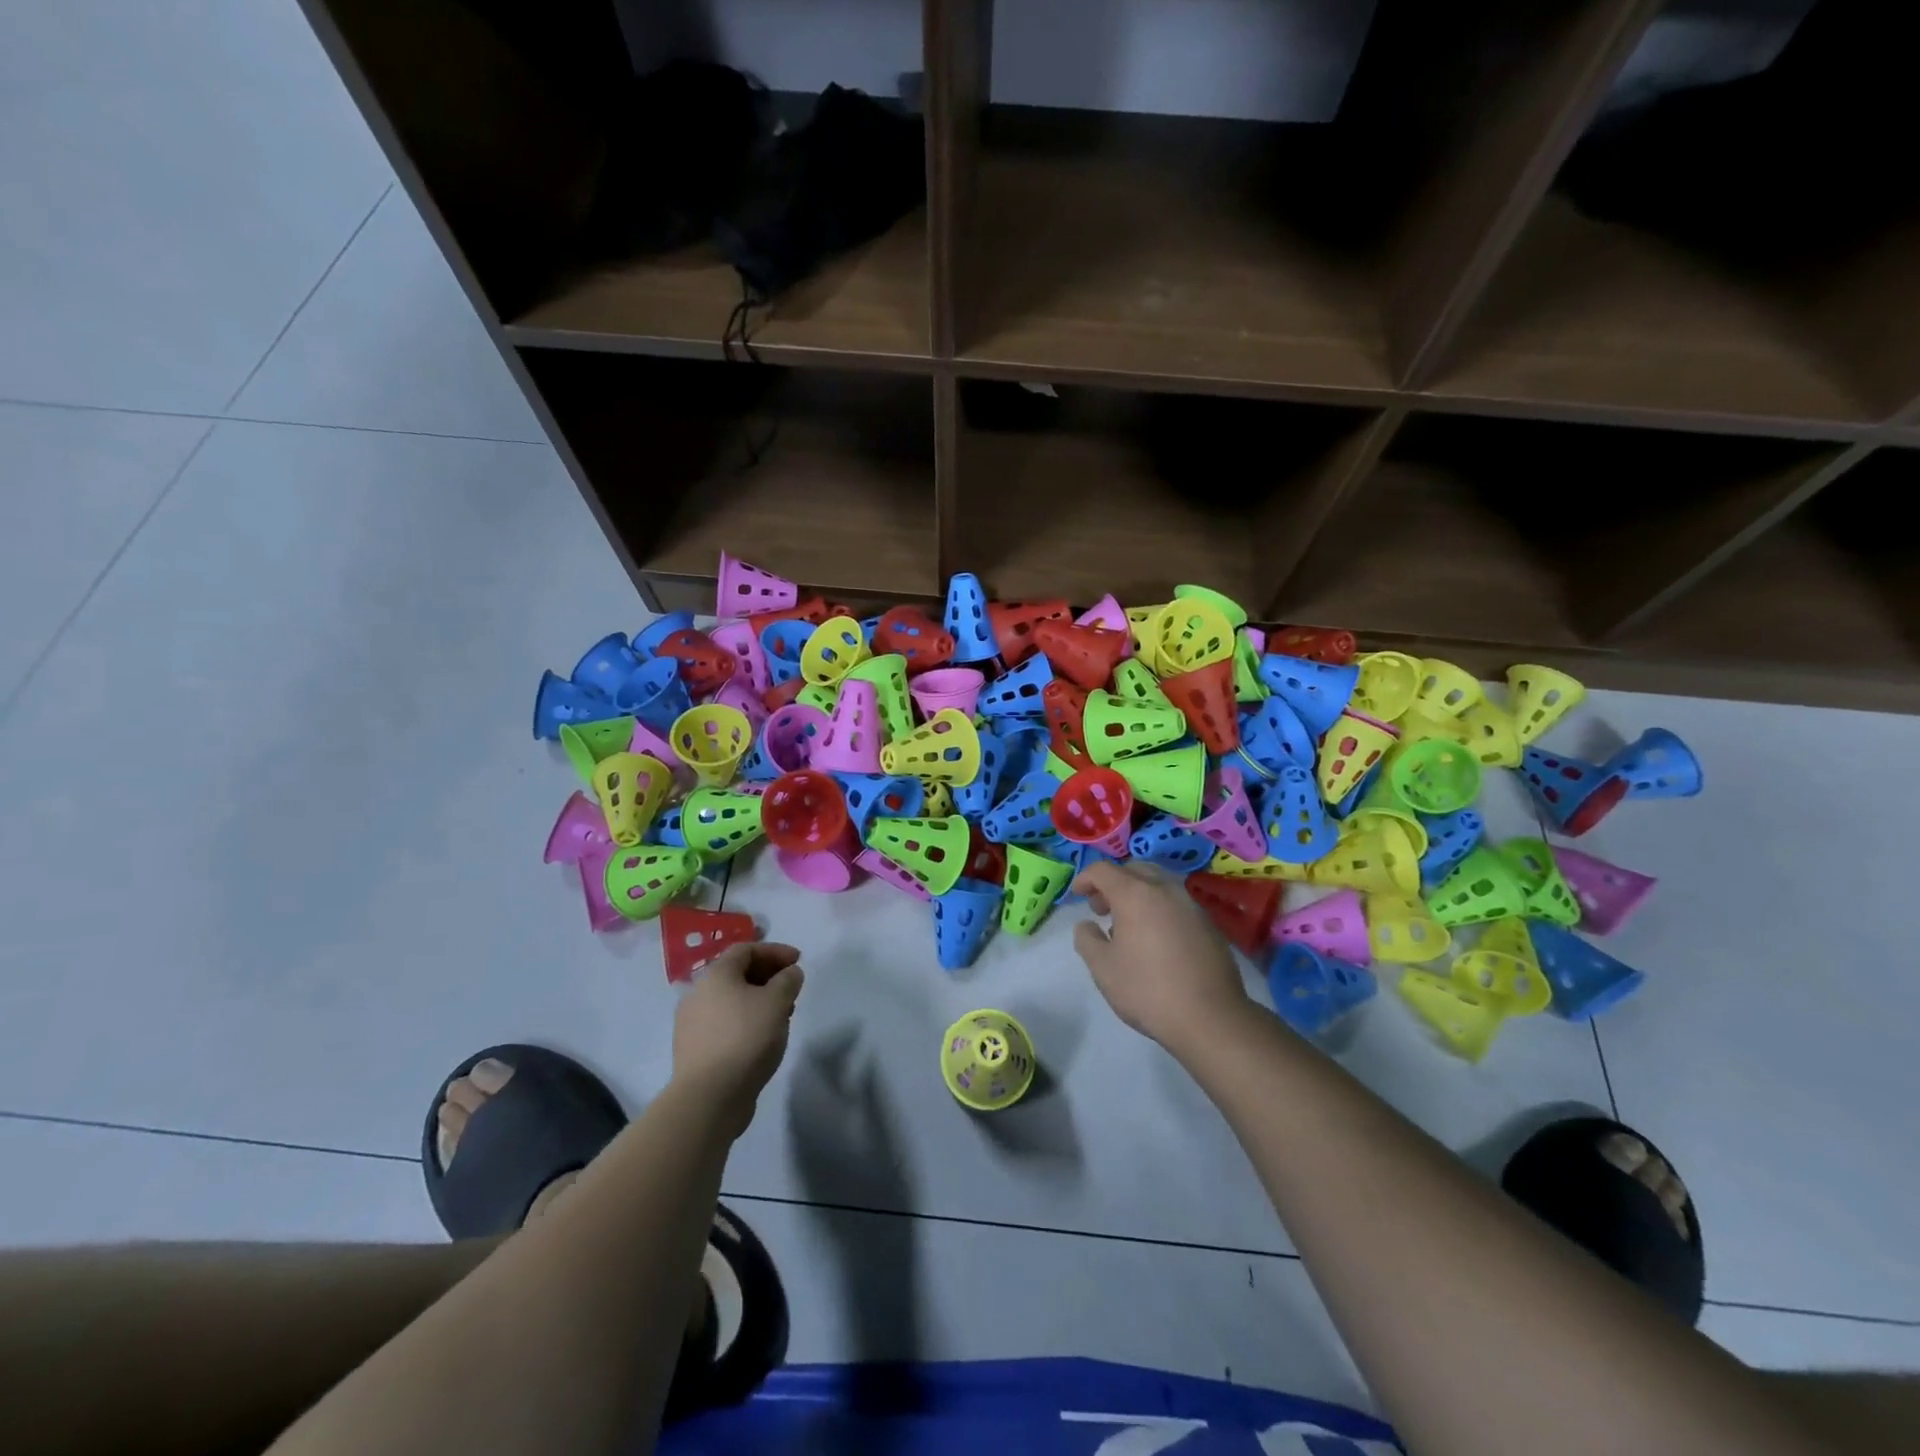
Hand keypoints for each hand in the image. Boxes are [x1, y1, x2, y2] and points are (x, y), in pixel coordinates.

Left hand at [671, 942, 804, 1135]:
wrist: (708, 1097)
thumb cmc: (745, 1038)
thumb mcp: (777, 1002)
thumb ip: (788, 980)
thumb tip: (790, 973)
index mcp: (716, 975)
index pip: (746, 949)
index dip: (775, 951)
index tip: (798, 961)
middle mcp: (698, 993)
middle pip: (737, 974)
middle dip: (768, 976)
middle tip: (792, 988)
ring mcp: (692, 1023)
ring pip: (731, 1000)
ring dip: (758, 1000)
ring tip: (782, 1016)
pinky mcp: (694, 1049)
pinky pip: (724, 1023)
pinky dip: (746, 1021)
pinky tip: (762, 1038)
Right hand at [1072, 862, 1251, 1054]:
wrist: (1211, 1018)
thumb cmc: (1148, 990)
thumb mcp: (1103, 968)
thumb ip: (1087, 939)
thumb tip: (1087, 925)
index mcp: (1135, 894)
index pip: (1103, 870)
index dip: (1085, 878)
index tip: (1078, 895)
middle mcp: (1164, 889)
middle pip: (1134, 869)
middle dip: (1113, 882)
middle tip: (1102, 908)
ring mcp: (1190, 904)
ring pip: (1158, 883)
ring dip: (1138, 893)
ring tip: (1128, 925)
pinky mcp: (1208, 923)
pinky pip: (1176, 902)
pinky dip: (1159, 907)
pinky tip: (1155, 939)